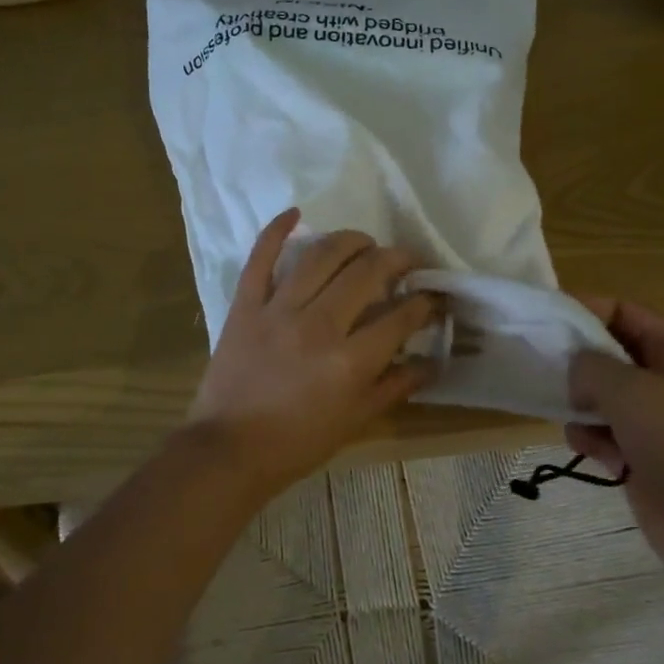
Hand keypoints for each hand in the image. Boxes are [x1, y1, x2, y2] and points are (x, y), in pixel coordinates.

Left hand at [188, 210, 438, 498]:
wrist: (230, 450)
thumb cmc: (298, 442)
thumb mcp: (356, 420)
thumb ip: (396, 385)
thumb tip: (434, 362)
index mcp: (351, 360)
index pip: (402, 315)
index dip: (426, 301)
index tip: (433, 296)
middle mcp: (319, 325)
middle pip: (367, 272)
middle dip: (397, 259)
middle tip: (406, 262)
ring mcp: (278, 310)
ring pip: (321, 255)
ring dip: (351, 240)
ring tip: (366, 243)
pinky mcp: (245, 305)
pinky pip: (260, 258)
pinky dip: (276, 230)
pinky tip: (296, 213)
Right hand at [566, 300, 663, 572]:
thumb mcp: (629, 390)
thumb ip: (590, 365)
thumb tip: (574, 368)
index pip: (623, 310)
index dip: (585, 310)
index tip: (545, 321)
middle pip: (607, 353)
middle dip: (577, 362)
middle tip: (542, 368)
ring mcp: (653, 418)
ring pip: (599, 395)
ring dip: (581, 406)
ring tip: (577, 420)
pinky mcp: (641, 453)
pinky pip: (602, 432)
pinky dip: (593, 439)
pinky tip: (597, 454)